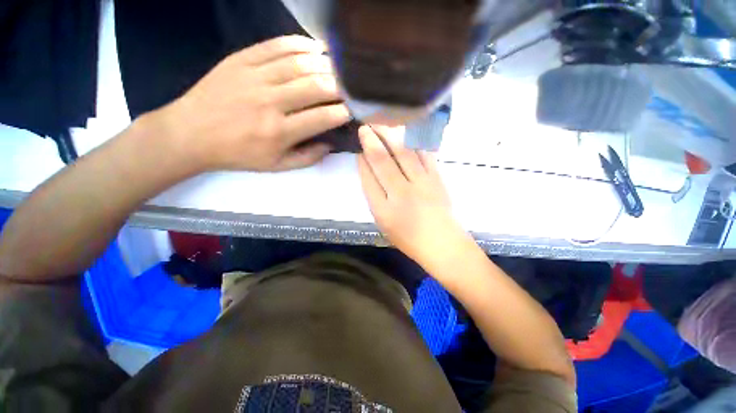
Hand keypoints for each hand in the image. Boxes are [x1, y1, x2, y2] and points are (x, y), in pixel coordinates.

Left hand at [154, 35, 350, 171]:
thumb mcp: (276, 166)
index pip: (320, 118)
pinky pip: (275, 46)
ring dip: (324, 64)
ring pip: (298, 64)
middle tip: (350, 87)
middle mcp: (269, 103)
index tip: (351, 110)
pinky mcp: (240, 60)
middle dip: (339, 86)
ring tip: (339, 67)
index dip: (341, 113)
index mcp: (279, 132)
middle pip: (314, 87)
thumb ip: (307, 158)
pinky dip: (299, 44)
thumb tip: (330, 145)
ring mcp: (254, 77)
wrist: (191, 133)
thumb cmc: (238, 153)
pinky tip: (315, 47)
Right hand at [358, 125, 467, 263]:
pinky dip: (413, 142)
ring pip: (403, 153)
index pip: (368, 178)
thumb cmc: (409, 238)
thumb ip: (374, 196)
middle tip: (364, 126)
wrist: (442, 243)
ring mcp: (422, 184)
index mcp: (384, 210)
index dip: (362, 161)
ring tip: (381, 123)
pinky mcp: (437, 179)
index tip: (358, 148)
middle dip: (371, 141)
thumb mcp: (383, 223)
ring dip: (390, 136)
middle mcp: (401, 193)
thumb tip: (368, 169)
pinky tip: (406, 133)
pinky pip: (424, 155)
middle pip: (383, 161)